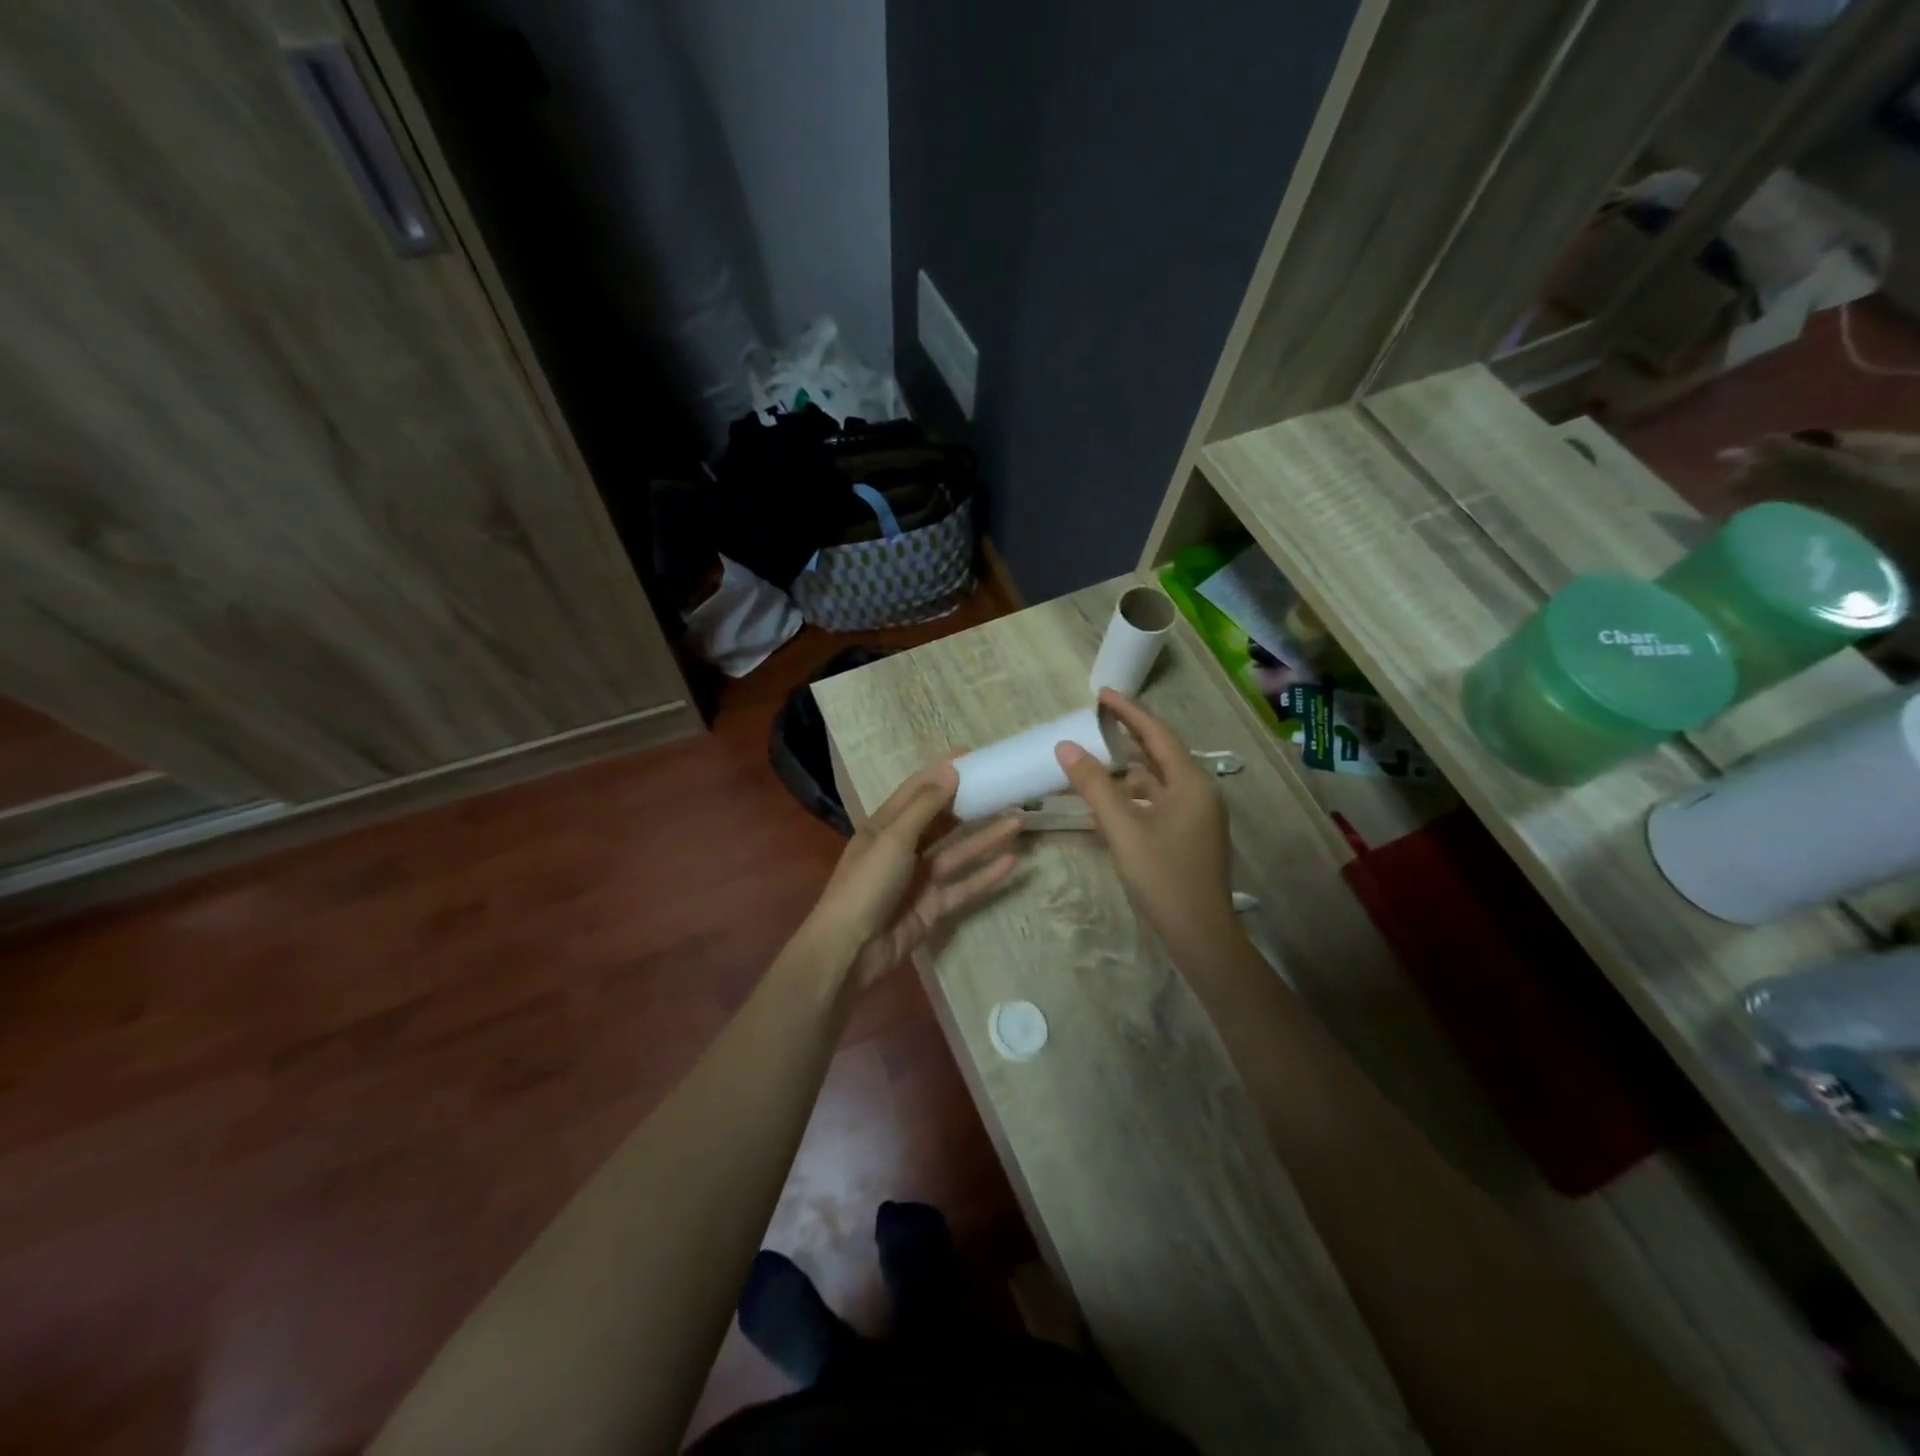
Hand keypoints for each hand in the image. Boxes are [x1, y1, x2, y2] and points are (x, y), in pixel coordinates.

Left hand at [810, 760, 1021, 988]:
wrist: (852, 948)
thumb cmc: (867, 883)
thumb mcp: (893, 837)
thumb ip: (925, 806)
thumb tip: (951, 771)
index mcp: (885, 825)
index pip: (917, 790)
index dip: (941, 772)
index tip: (971, 756)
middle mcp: (903, 847)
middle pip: (941, 820)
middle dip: (970, 804)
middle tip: (1003, 787)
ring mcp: (920, 878)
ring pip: (959, 851)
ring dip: (986, 837)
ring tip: (1018, 819)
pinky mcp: (934, 906)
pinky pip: (964, 885)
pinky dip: (987, 875)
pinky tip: (1012, 861)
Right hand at [1055, 690, 1235, 954]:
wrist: (1199, 934)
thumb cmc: (1162, 876)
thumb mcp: (1122, 828)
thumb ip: (1094, 786)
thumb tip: (1066, 747)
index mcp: (1190, 782)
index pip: (1157, 734)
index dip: (1128, 712)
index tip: (1101, 694)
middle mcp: (1198, 792)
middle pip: (1160, 754)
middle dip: (1128, 736)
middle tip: (1095, 719)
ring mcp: (1196, 815)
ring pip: (1157, 781)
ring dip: (1128, 768)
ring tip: (1095, 756)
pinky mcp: (1189, 835)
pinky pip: (1158, 802)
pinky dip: (1133, 795)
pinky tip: (1110, 799)